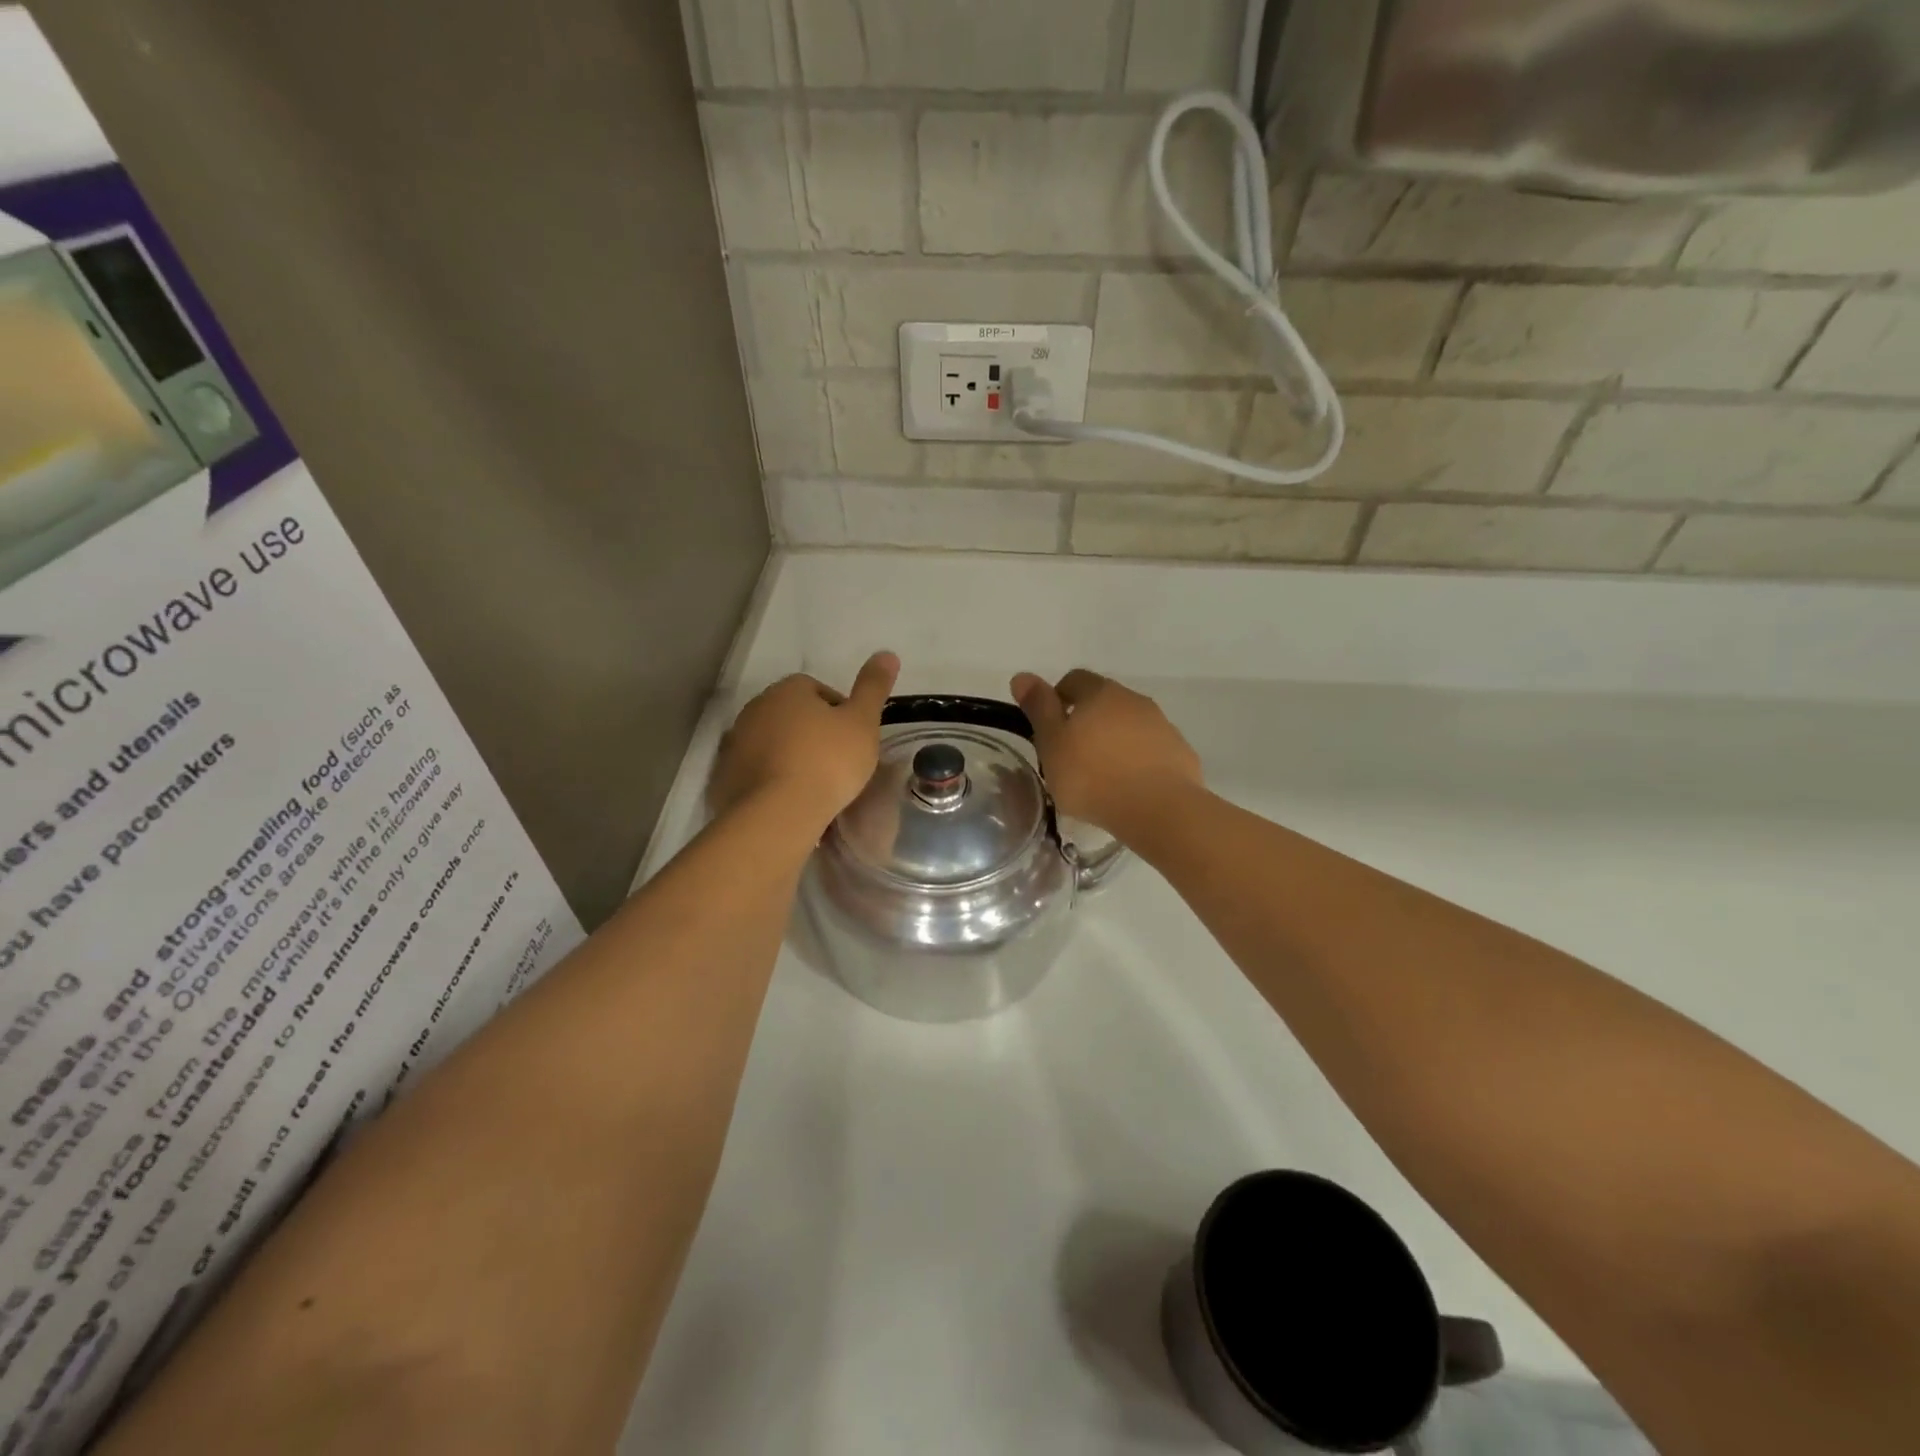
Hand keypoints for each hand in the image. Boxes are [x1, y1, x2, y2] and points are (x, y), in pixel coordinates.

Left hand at [711, 653, 899, 837]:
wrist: (778, 813)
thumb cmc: (827, 761)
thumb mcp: (863, 723)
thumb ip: (874, 687)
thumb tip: (887, 653)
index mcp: (788, 690)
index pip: (818, 690)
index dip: (840, 713)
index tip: (853, 739)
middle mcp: (756, 708)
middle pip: (792, 716)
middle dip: (812, 733)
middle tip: (836, 763)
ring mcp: (735, 742)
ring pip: (772, 744)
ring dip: (790, 756)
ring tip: (814, 786)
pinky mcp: (725, 777)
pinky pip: (756, 772)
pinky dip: (771, 780)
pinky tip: (790, 801)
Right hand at [1011, 669, 1202, 838]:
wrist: (1159, 809)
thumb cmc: (1093, 776)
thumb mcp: (1052, 743)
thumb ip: (1038, 708)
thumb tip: (1022, 675)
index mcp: (1100, 692)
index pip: (1074, 680)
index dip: (1057, 698)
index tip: (1049, 728)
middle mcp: (1134, 700)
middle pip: (1104, 701)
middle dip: (1087, 720)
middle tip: (1070, 754)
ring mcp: (1162, 726)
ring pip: (1130, 725)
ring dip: (1114, 740)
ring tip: (1101, 775)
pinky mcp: (1180, 753)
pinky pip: (1151, 750)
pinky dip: (1138, 760)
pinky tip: (1129, 787)